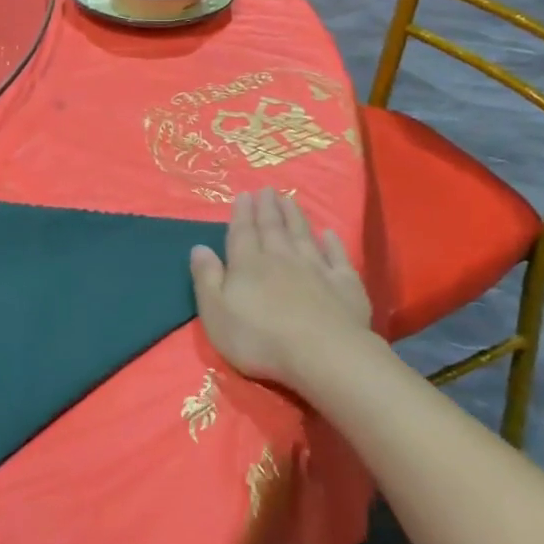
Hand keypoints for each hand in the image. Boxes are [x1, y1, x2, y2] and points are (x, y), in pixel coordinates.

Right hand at [190, 188, 372, 389]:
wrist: (323, 354)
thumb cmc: (260, 339)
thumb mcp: (217, 313)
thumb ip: (207, 278)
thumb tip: (199, 247)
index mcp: (248, 265)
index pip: (243, 233)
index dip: (242, 213)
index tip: (244, 194)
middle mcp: (281, 258)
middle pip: (273, 228)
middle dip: (268, 208)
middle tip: (267, 189)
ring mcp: (316, 268)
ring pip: (303, 235)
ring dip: (295, 216)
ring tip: (289, 199)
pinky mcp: (344, 284)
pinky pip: (337, 257)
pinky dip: (333, 243)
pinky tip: (329, 233)